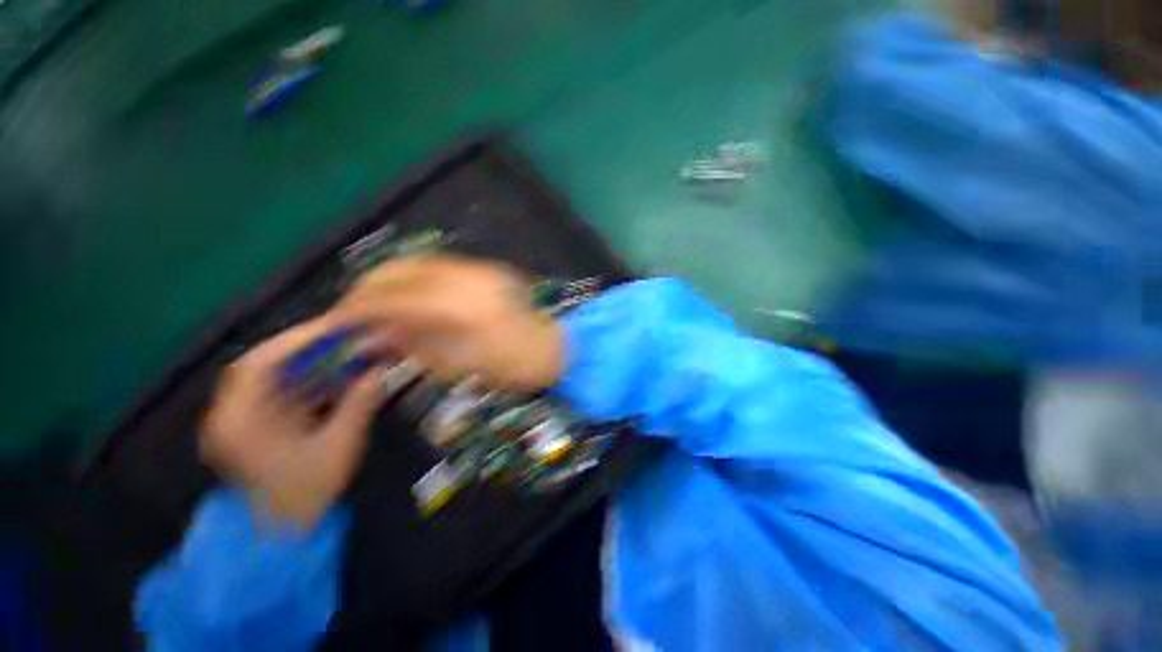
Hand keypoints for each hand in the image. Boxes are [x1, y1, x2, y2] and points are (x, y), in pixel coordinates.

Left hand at [201, 316, 387, 527]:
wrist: (283, 533)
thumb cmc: (307, 493)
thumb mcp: (339, 447)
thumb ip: (359, 404)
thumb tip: (381, 369)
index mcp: (241, 421)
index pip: (259, 364)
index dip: (297, 340)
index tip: (335, 327)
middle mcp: (232, 414)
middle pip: (263, 365)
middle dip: (304, 347)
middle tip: (343, 335)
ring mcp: (241, 420)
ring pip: (271, 376)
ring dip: (307, 361)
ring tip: (342, 350)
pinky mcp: (254, 425)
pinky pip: (278, 391)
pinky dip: (305, 378)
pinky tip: (332, 375)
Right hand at [334, 257, 564, 391]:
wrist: (550, 348)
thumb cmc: (507, 367)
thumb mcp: (454, 365)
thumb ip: (409, 344)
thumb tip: (367, 335)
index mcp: (457, 308)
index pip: (390, 299)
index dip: (356, 309)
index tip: (334, 322)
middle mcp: (464, 277)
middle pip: (398, 269)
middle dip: (367, 287)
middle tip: (351, 310)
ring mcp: (477, 268)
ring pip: (416, 261)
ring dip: (388, 278)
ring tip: (375, 302)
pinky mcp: (485, 267)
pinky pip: (438, 265)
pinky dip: (414, 276)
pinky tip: (407, 294)